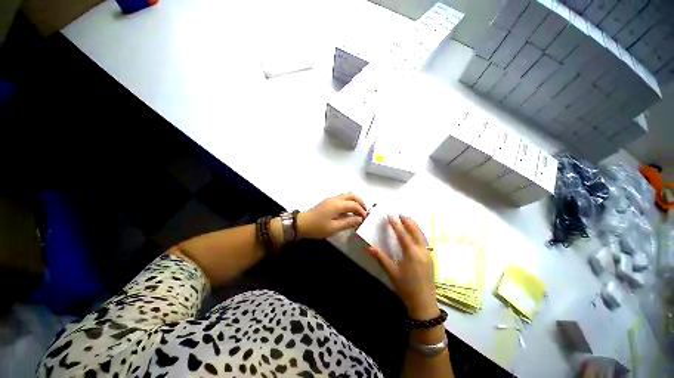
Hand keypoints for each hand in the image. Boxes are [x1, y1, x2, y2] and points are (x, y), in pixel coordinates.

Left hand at [297, 193, 367, 238]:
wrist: (301, 224)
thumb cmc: (317, 227)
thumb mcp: (333, 228)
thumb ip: (348, 222)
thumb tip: (359, 219)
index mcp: (337, 205)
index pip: (354, 205)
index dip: (361, 211)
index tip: (364, 219)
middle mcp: (335, 199)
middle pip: (351, 195)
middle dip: (360, 202)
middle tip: (364, 211)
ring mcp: (330, 199)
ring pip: (346, 195)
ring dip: (354, 201)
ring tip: (358, 211)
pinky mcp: (328, 202)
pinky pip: (341, 199)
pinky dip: (348, 203)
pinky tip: (348, 212)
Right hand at [368, 215, 438, 319]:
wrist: (424, 304)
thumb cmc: (406, 288)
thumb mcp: (392, 272)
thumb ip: (381, 258)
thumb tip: (368, 247)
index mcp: (412, 253)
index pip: (402, 234)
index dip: (395, 224)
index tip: (390, 216)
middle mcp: (422, 251)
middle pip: (415, 232)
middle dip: (408, 222)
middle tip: (401, 214)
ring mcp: (428, 255)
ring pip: (422, 236)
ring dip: (414, 226)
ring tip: (408, 220)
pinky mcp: (430, 259)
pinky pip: (424, 241)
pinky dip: (419, 233)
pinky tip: (415, 234)